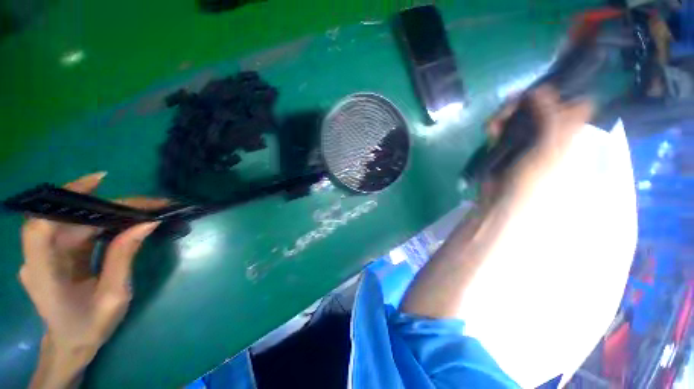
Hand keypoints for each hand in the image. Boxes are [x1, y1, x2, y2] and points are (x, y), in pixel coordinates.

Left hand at [19, 172, 167, 387]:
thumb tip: (146, 224)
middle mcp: (38, 258)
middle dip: (107, 206)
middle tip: (147, 204)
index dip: (65, 199)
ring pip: (74, 222)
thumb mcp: (114, 296)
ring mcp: (46, 255)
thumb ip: (123, 257)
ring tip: (143, 211)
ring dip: (108, 213)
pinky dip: (101, 222)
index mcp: (44, 274)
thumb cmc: (91, 325)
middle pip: (68, 220)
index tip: (100, 182)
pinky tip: (123, 221)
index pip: (42, 226)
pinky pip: (77, 230)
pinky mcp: (56, 253)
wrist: (72, 343)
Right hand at [486, 87, 592, 197]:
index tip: (544, 89)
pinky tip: (490, 129)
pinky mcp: (507, 143)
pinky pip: (503, 127)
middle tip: (512, 103)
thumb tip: (543, 89)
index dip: (561, 93)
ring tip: (495, 121)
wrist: (503, 199)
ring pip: (520, 114)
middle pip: (543, 105)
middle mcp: (550, 132)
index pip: (573, 105)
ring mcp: (527, 137)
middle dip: (526, 102)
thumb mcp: (549, 150)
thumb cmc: (533, 180)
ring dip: (506, 114)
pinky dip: (496, 126)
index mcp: (568, 133)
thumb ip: (551, 119)